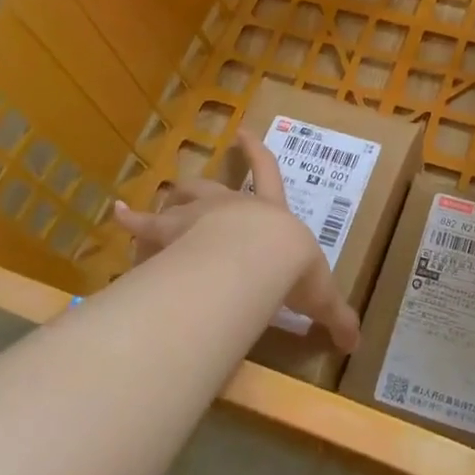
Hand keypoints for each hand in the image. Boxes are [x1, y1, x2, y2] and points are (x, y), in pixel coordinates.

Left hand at [112, 131, 360, 351]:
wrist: (255, 259)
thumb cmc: (290, 268)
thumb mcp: (320, 294)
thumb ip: (336, 317)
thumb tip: (356, 343)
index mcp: (269, 212)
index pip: (266, 173)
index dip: (257, 153)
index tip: (243, 131)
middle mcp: (231, 206)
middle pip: (212, 184)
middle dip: (204, 181)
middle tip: (193, 180)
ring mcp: (198, 214)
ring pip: (180, 198)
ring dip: (171, 200)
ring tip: (158, 205)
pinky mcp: (170, 231)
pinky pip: (145, 225)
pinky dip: (132, 221)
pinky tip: (118, 215)